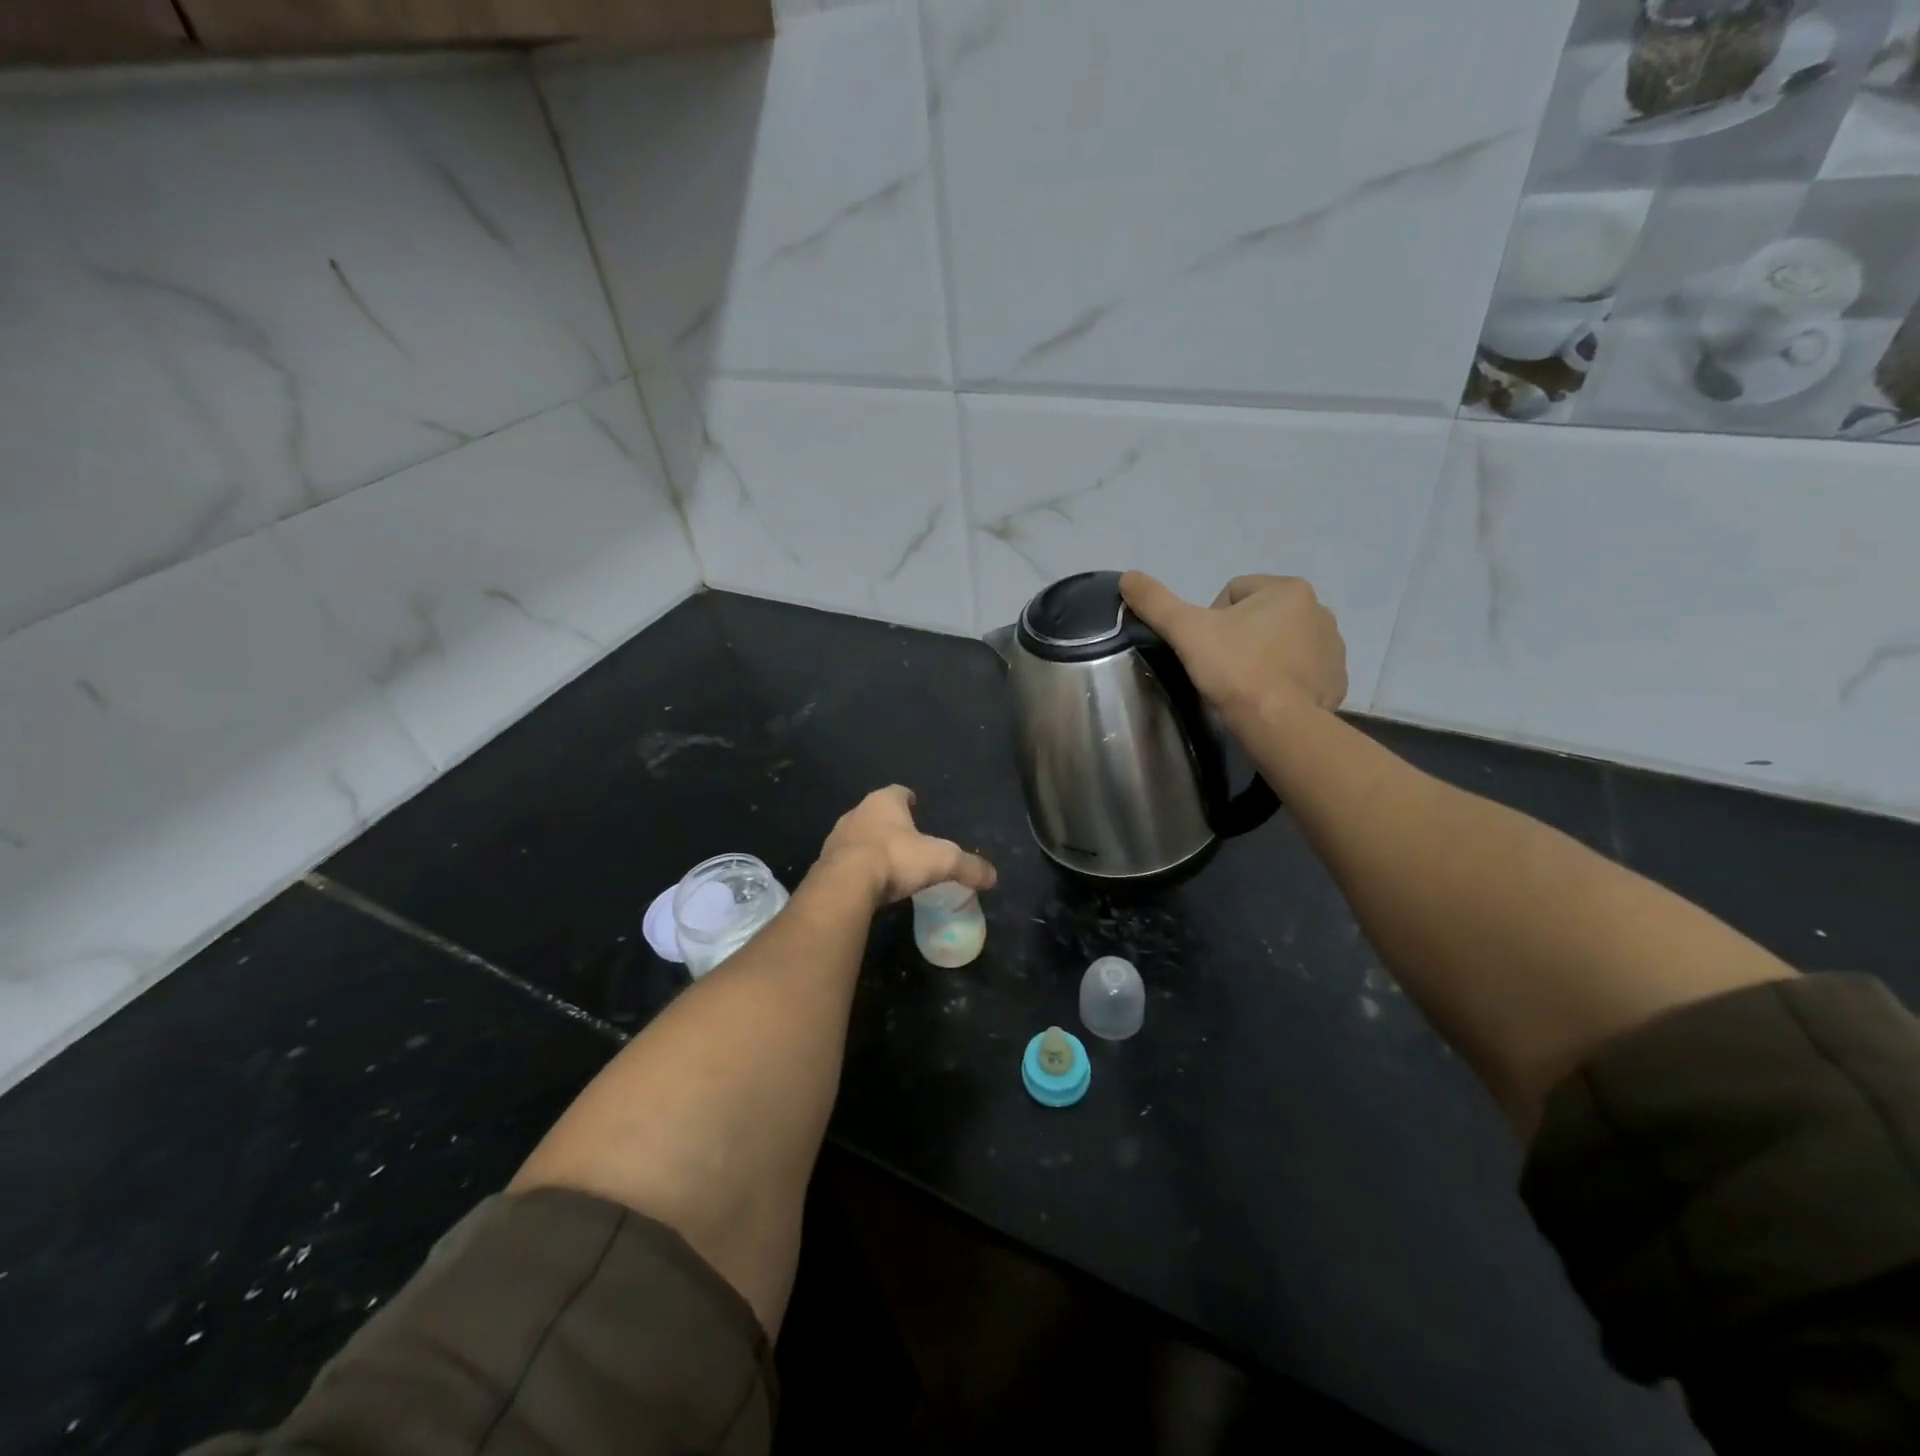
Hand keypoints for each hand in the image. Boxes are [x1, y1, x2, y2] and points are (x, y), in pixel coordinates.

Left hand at [812, 786, 997, 909]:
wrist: (846, 884)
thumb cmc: (896, 858)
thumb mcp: (942, 861)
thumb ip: (968, 866)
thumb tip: (993, 876)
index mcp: (884, 802)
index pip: (898, 792)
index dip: (908, 797)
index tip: (916, 803)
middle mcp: (857, 813)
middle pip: (876, 813)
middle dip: (889, 823)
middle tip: (905, 837)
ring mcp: (837, 838)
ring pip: (858, 836)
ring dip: (871, 845)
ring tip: (887, 861)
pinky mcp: (825, 865)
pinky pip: (845, 862)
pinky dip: (857, 868)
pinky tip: (868, 882)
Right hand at [1119, 572, 1347, 719]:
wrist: (1278, 723)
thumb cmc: (1234, 669)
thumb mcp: (1186, 631)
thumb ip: (1156, 601)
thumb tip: (1127, 576)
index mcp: (1288, 589)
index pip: (1233, 594)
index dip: (1211, 621)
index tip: (1206, 650)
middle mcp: (1319, 610)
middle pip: (1259, 617)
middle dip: (1240, 638)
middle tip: (1222, 669)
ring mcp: (1334, 647)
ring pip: (1282, 643)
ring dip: (1262, 657)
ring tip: (1244, 686)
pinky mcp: (1337, 680)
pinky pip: (1303, 671)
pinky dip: (1285, 681)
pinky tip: (1268, 699)